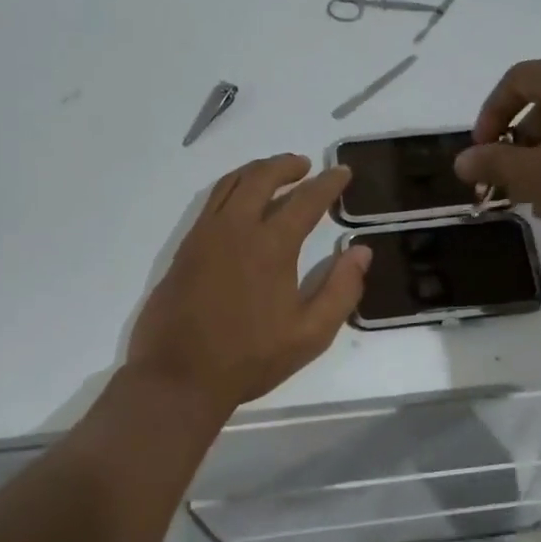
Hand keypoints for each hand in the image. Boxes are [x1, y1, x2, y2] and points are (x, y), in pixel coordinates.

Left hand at [128, 155, 370, 411]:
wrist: (179, 376)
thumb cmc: (250, 358)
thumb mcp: (310, 334)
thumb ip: (341, 289)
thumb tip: (361, 251)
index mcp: (271, 246)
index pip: (306, 200)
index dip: (328, 183)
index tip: (342, 172)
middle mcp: (235, 229)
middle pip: (261, 178)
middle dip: (286, 165)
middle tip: (305, 165)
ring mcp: (205, 235)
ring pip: (230, 184)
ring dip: (256, 170)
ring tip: (274, 172)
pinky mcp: (185, 248)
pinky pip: (211, 202)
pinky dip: (231, 188)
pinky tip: (240, 202)